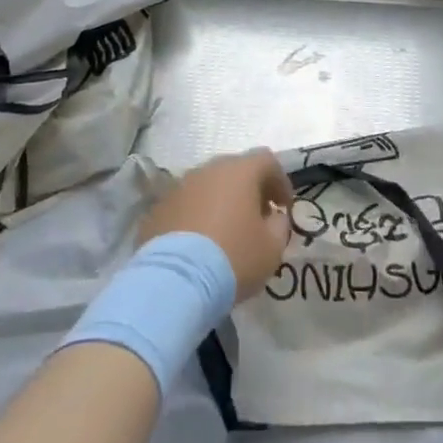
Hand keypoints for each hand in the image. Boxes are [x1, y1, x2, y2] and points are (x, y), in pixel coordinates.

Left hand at [139, 150, 292, 300]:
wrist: (175, 281)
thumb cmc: (234, 257)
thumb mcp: (272, 248)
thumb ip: (279, 225)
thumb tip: (273, 218)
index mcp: (239, 172)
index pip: (266, 161)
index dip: (280, 181)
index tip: (284, 206)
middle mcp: (207, 170)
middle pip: (234, 170)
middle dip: (249, 190)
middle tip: (257, 217)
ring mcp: (179, 187)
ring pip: (207, 186)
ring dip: (220, 202)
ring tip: (227, 232)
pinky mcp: (157, 209)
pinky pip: (185, 205)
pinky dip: (196, 217)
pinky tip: (199, 244)